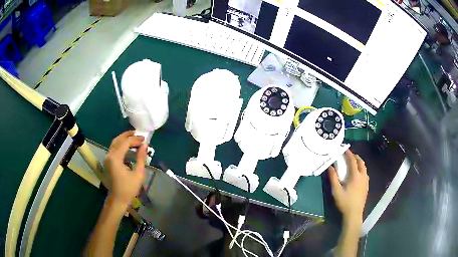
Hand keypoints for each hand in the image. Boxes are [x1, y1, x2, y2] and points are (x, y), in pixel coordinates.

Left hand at [104, 131, 147, 206]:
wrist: (118, 199)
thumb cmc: (129, 188)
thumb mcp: (138, 174)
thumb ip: (141, 158)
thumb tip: (145, 145)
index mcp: (115, 158)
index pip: (125, 143)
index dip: (135, 139)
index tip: (144, 139)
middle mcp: (109, 155)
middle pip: (118, 140)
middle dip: (128, 136)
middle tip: (138, 134)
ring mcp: (107, 158)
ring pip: (114, 143)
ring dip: (124, 139)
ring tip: (134, 138)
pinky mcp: (108, 162)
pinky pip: (113, 149)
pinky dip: (121, 145)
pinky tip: (128, 147)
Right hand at [328, 150, 368, 224]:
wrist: (354, 214)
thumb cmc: (344, 202)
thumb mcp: (336, 191)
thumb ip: (333, 178)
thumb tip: (330, 166)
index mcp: (355, 176)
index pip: (353, 160)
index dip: (348, 154)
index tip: (344, 149)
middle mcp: (362, 176)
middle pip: (361, 162)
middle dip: (355, 157)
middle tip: (349, 155)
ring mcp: (366, 181)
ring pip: (364, 167)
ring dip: (359, 163)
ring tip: (353, 163)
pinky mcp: (366, 186)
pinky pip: (365, 173)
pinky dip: (362, 169)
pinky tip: (358, 174)